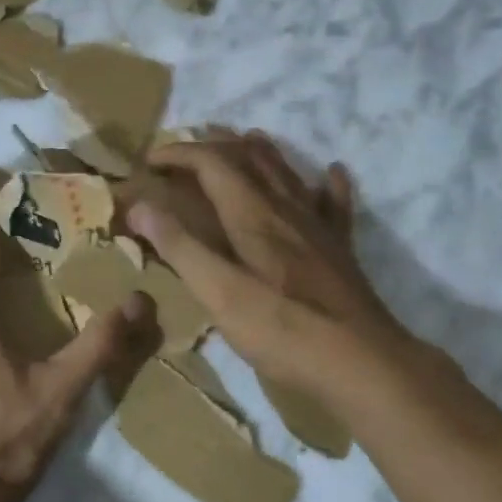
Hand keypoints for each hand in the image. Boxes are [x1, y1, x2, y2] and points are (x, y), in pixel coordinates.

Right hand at [126, 132, 415, 402]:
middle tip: (188, 147)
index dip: (178, 154)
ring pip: (287, 172)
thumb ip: (180, 247)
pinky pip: (334, 203)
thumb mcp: (219, 292)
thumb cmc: (283, 329)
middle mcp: (286, 207)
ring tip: (245, 139)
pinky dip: (327, 183)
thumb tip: (140, 205)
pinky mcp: (340, 248)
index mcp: (252, 214)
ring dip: (261, 151)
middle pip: (249, 158)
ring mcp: (318, 226)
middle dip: (215, 145)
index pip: (211, 162)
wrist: (361, 362)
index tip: (149, 161)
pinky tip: (331, 172)